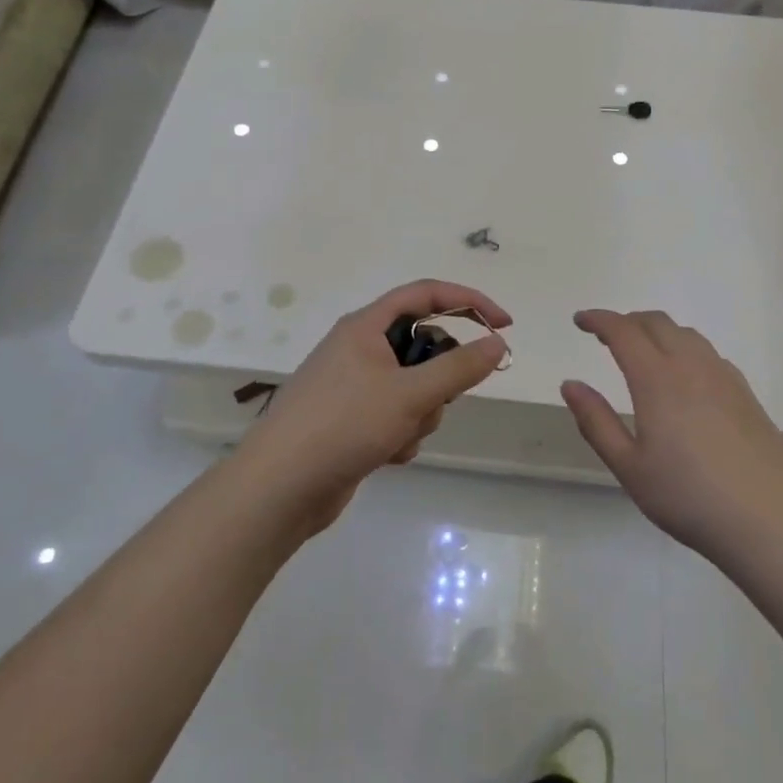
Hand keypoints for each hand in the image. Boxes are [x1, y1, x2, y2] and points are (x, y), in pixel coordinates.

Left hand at [236, 280, 510, 534]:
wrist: (280, 488)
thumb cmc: (344, 425)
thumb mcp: (411, 394)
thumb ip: (459, 368)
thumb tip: (497, 343)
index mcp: (366, 325)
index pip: (426, 294)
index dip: (469, 301)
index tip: (503, 325)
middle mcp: (358, 348)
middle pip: (422, 345)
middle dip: (438, 379)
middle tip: (436, 400)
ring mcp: (353, 386)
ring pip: (413, 386)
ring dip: (420, 413)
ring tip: (399, 435)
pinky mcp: (350, 420)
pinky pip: (395, 414)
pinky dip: (401, 433)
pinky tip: (386, 455)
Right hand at [562, 310, 782, 560]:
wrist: (769, 520)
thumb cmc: (688, 497)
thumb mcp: (629, 467)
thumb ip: (596, 422)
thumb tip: (570, 384)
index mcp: (657, 379)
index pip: (623, 331)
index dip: (599, 320)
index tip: (580, 321)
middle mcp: (691, 365)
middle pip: (656, 322)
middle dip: (627, 321)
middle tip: (607, 336)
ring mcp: (723, 376)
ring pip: (686, 334)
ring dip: (658, 332)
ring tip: (643, 352)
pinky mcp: (745, 393)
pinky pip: (708, 353)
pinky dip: (685, 348)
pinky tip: (684, 377)